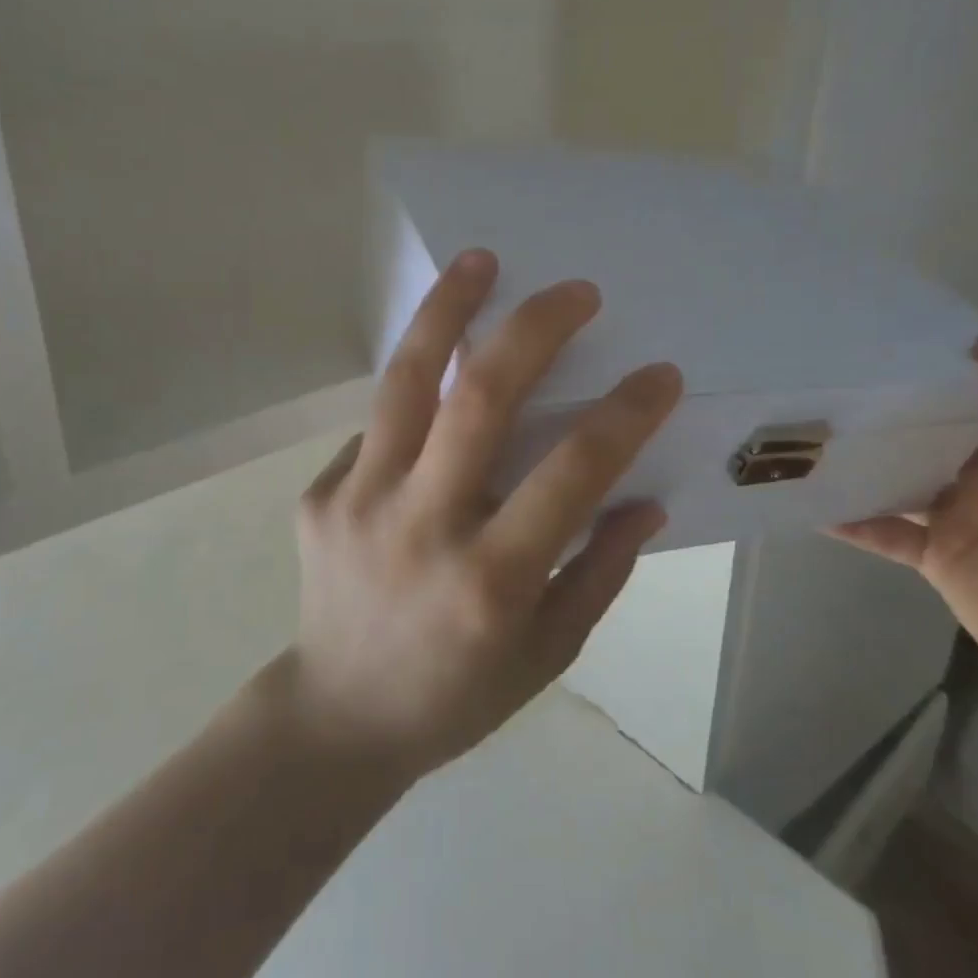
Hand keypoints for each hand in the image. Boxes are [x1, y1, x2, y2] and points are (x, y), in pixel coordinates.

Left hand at [288, 249, 681, 779]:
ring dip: (448, 310)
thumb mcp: (547, 655)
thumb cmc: (456, 696)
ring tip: (479, 260)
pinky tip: (434, 375)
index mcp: (490, 579)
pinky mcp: (320, 492)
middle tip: (574, 291)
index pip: (570, 473)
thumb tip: (643, 499)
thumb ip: (599, 572)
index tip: (658, 374)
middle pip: (479, 398)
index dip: (623, 415)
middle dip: (534, 329)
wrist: (336, 716)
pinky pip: (378, 425)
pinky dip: (413, 390)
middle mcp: (420, 525)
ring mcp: (358, 501)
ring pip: (405, 381)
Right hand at [831, 338, 977, 712]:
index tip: (881, 338)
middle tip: (821, 380)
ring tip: (803, 436)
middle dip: (882, 407)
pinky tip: (809, 505)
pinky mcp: (934, 555)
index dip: (939, 362)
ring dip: (858, 461)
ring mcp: (958, 513)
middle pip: (927, 428)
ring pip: (897, 475)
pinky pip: (880, 529)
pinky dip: (848, 520)